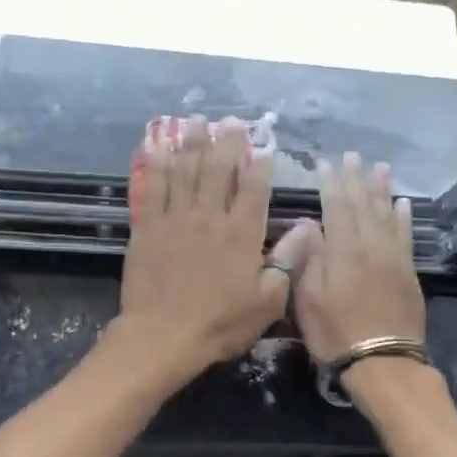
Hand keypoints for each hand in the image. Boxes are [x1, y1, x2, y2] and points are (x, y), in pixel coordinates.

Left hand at [110, 117, 306, 387]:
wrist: (162, 335)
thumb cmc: (220, 324)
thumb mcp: (268, 301)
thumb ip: (288, 260)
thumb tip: (309, 227)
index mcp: (242, 233)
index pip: (255, 188)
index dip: (260, 164)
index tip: (263, 145)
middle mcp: (210, 216)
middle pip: (219, 169)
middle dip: (227, 142)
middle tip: (230, 120)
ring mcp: (176, 218)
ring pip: (186, 171)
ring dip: (192, 143)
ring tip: (196, 121)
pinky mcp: (148, 227)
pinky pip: (154, 187)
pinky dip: (158, 165)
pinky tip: (159, 147)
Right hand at [288, 153, 425, 362]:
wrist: (384, 362)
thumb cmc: (336, 334)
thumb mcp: (307, 300)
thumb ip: (309, 260)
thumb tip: (311, 227)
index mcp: (342, 252)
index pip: (336, 207)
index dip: (330, 183)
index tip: (324, 162)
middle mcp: (370, 246)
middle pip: (363, 204)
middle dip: (356, 178)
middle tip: (352, 155)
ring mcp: (393, 258)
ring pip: (387, 214)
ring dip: (381, 189)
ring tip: (379, 167)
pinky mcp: (408, 272)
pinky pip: (406, 235)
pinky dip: (403, 216)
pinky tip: (402, 203)